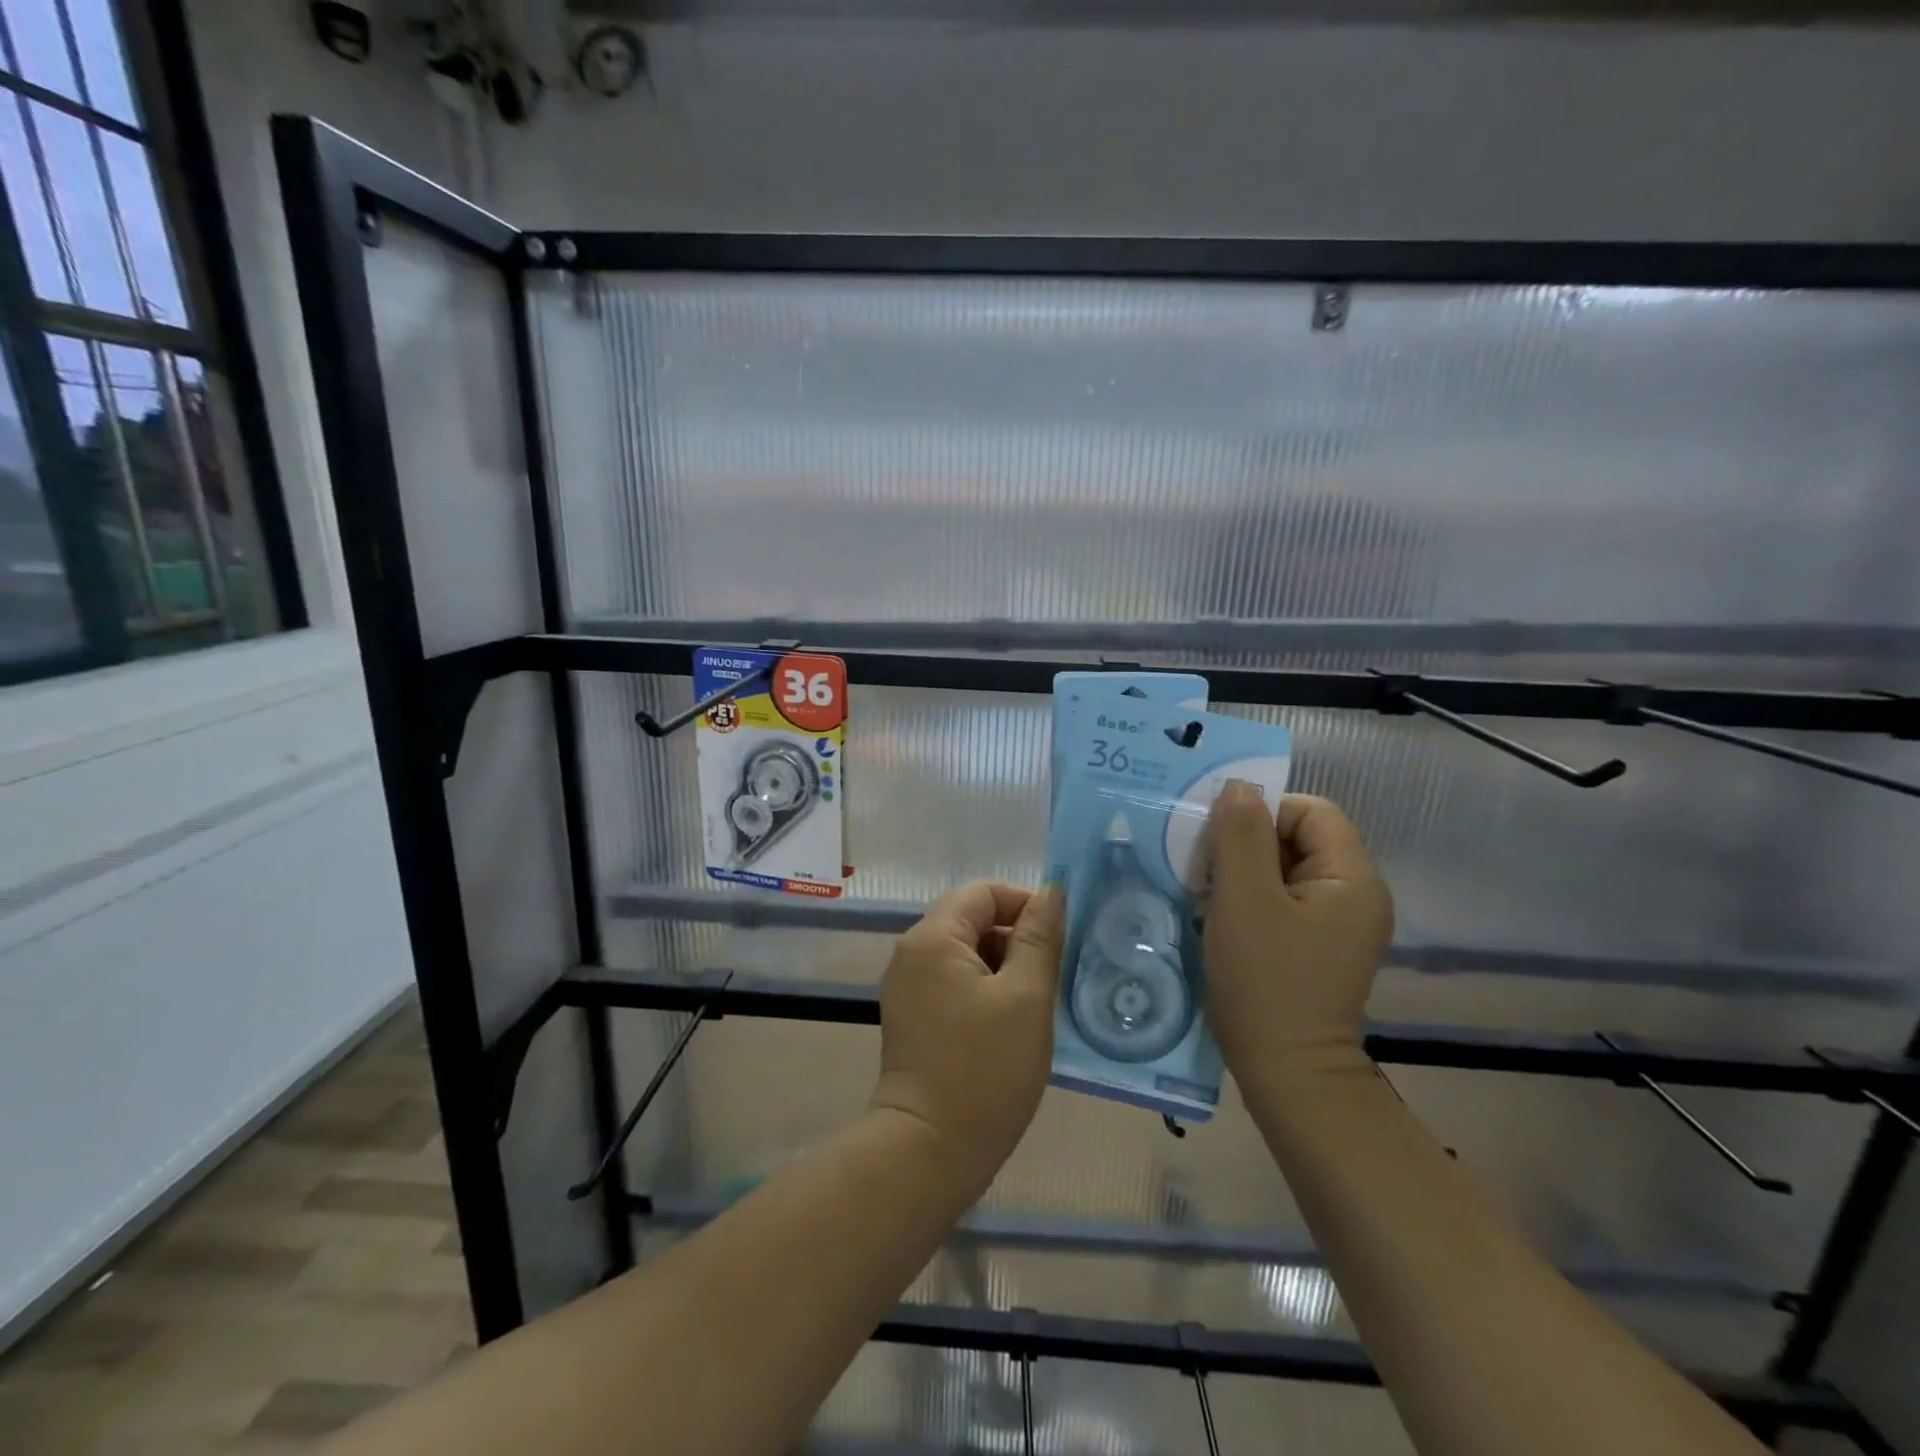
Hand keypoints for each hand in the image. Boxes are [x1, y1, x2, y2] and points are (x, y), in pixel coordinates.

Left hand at [870, 882, 1064, 1200]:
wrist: (928, 1151)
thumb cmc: (985, 1069)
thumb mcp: (1026, 997)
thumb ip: (1039, 938)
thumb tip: (1050, 893)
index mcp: (932, 937)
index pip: (983, 892)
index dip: (1024, 904)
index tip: (1058, 937)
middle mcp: (911, 952)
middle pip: (971, 919)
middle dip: (1015, 938)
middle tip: (1053, 975)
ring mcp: (908, 986)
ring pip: (965, 953)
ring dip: (1003, 967)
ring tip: (1036, 1003)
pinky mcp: (912, 1016)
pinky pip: (953, 982)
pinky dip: (984, 989)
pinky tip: (1010, 1024)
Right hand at [1203, 786, 1393, 1084]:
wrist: (1285, 1072)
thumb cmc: (1264, 980)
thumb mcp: (1243, 899)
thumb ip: (1239, 835)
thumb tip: (1238, 786)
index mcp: (1352, 878)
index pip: (1311, 811)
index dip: (1263, 813)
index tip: (1219, 840)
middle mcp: (1354, 895)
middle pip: (1298, 838)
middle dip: (1246, 844)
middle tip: (1205, 869)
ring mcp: (1337, 924)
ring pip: (1284, 869)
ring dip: (1242, 873)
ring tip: (1207, 895)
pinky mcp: (1316, 946)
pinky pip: (1282, 900)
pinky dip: (1249, 899)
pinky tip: (1220, 918)